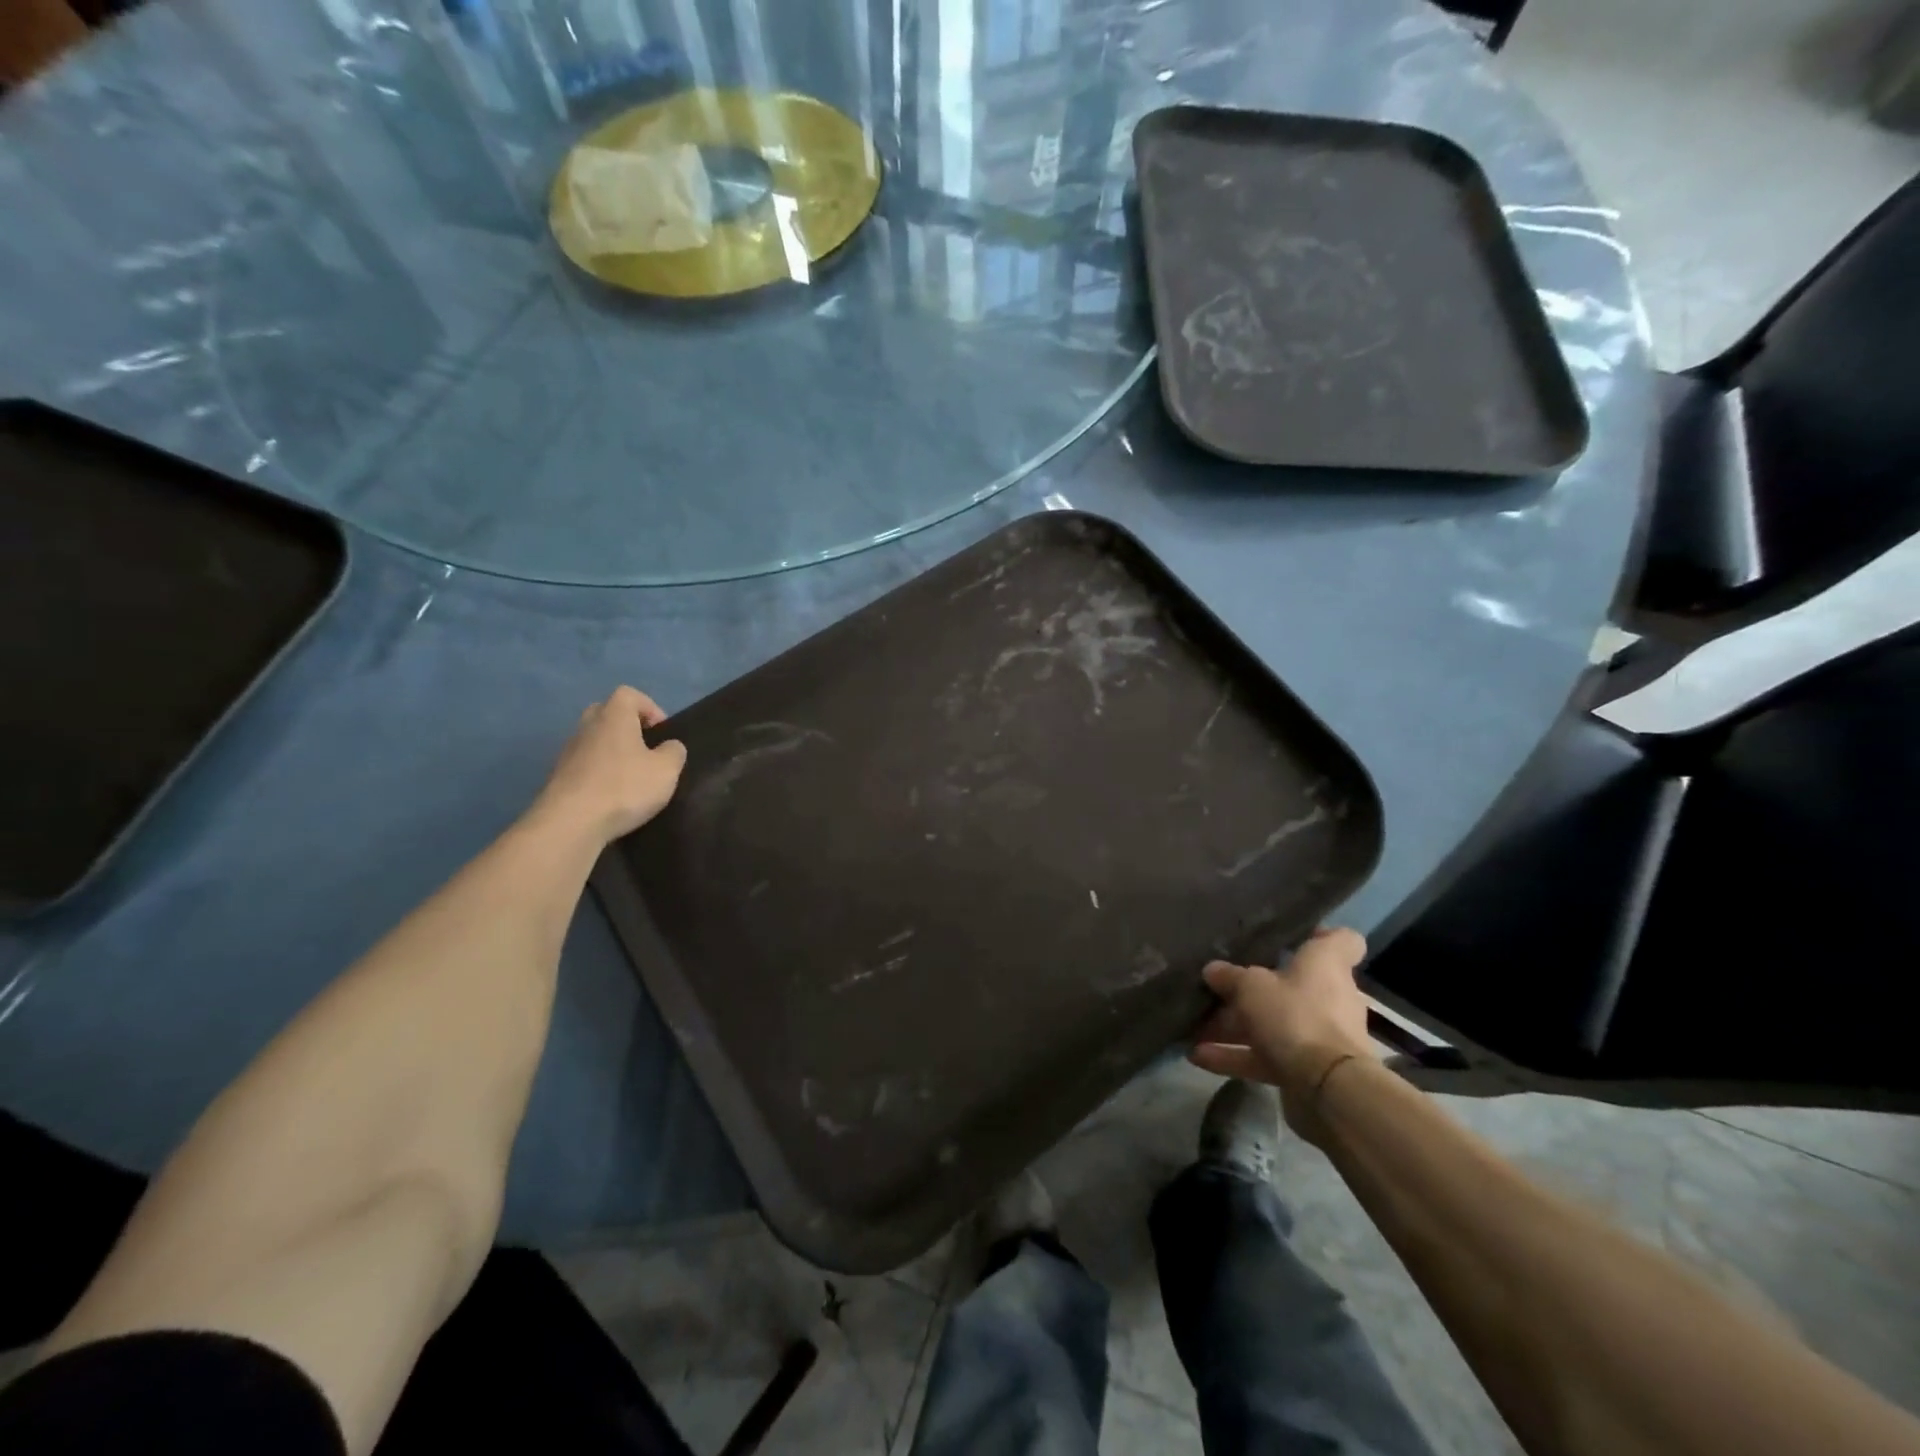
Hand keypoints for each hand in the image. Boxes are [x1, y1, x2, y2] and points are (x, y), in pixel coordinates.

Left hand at [533, 686, 687, 845]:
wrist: (570, 823)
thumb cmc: (624, 787)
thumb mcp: (666, 770)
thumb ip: (674, 752)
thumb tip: (669, 746)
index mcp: (614, 716)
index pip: (629, 694)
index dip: (649, 708)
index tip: (662, 732)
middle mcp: (587, 727)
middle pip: (606, 713)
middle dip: (627, 726)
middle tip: (645, 749)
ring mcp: (568, 752)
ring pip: (594, 740)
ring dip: (612, 751)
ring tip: (630, 776)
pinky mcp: (558, 777)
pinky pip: (584, 764)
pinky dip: (598, 773)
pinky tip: (611, 796)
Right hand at [1190, 927, 1375, 1141]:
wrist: (1328, 1089)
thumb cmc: (1295, 1016)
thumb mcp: (1251, 986)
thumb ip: (1230, 976)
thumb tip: (1213, 970)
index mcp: (1326, 965)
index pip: (1341, 940)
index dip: (1318, 934)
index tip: (1288, 937)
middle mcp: (1329, 997)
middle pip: (1291, 985)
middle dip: (1253, 989)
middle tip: (1218, 986)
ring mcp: (1320, 1035)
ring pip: (1273, 1023)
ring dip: (1234, 1027)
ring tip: (1195, 1027)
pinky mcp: (1307, 1069)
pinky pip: (1266, 1056)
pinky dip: (1235, 1056)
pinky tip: (1197, 1056)